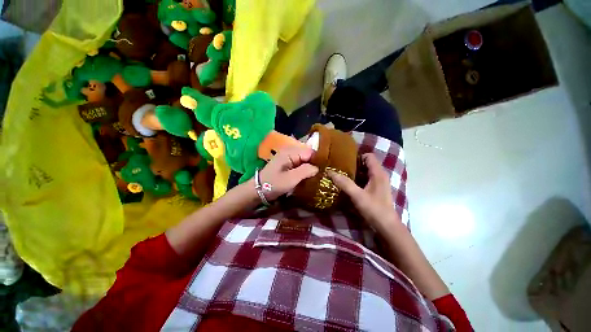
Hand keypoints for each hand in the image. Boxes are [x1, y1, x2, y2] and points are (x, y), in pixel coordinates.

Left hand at [259, 146, 318, 200]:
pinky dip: (305, 168)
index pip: (310, 152)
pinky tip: (309, 175)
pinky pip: (300, 163)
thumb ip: (306, 171)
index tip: (325, 170)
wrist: (259, 190)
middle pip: (308, 154)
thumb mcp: (291, 179)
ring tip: (317, 175)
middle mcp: (290, 151)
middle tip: (322, 174)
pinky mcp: (287, 163)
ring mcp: (288, 157)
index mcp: (290, 152)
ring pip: (305, 159)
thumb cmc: (274, 184)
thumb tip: (318, 167)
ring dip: (310, 167)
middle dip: (315, 163)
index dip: (318, 160)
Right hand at [328, 153, 399, 230]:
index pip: (369, 156)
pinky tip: (349, 185)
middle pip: (366, 163)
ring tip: (342, 175)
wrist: (387, 227)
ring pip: (366, 172)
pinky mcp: (377, 190)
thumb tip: (330, 172)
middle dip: (354, 165)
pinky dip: (358, 180)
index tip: (344, 162)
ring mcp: (379, 183)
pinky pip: (367, 180)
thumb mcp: (357, 196)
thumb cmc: (374, 209)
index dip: (357, 157)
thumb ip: (344, 183)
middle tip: (340, 168)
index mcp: (378, 173)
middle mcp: (380, 175)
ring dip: (355, 173)